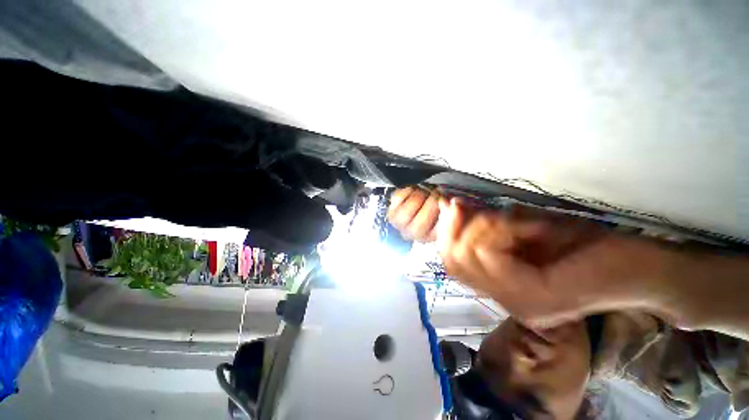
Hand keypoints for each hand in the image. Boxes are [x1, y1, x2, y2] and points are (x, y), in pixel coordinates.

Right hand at [388, 187, 675, 328]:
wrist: (637, 267)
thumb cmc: (582, 243)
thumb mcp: (524, 229)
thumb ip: (487, 224)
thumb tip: (451, 205)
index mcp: (499, 287)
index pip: (450, 263)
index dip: (444, 231)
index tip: (452, 204)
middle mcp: (501, 299)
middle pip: (453, 262)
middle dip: (456, 228)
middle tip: (471, 206)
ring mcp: (517, 301)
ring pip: (468, 260)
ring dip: (480, 228)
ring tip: (508, 217)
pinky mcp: (536, 297)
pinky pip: (493, 261)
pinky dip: (499, 234)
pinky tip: (522, 225)